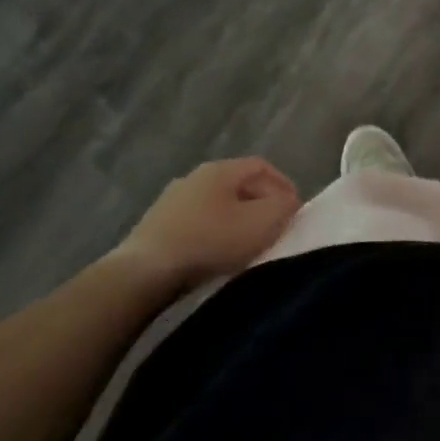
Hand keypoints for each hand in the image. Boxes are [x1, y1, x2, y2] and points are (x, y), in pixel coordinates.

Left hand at [110, 157, 300, 289]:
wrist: (143, 274)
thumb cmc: (210, 241)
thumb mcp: (261, 223)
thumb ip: (283, 207)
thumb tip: (289, 202)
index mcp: (221, 169)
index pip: (262, 166)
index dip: (283, 184)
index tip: (296, 210)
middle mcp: (194, 177)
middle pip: (238, 184)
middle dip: (260, 202)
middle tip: (275, 226)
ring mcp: (170, 202)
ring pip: (215, 205)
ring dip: (234, 220)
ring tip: (246, 244)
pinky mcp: (154, 229)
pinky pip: (195, 225)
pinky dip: (212, 234)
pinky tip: (215, 255)